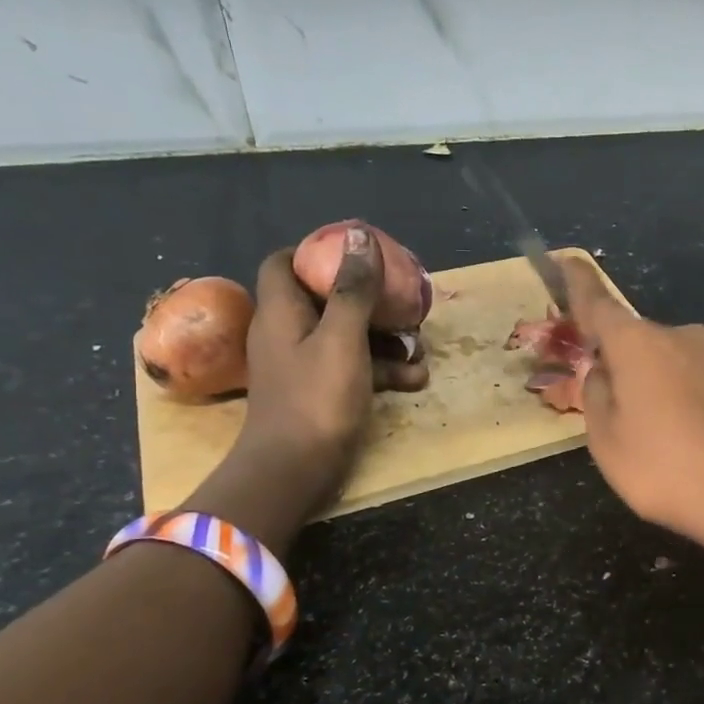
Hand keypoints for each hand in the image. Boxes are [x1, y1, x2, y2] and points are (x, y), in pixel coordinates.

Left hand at [186, 227, 426, 548]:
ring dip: (385, 339)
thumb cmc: (316, 397)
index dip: (315, 252)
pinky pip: (354, 369)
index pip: (283, 262)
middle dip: (368, 299)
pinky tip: (416, 379)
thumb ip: (352, 288)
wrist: (295, 470)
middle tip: (402, 300)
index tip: (355, 253)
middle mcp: (287, 332)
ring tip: (422, 347)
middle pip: (324, 298)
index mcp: (281, 311)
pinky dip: (382, 370)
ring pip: (347, 336)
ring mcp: (304, 365)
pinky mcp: (321, 393)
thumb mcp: (341, 337)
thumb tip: (359, 234)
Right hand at [563, 257, 703, 567]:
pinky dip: (703, 408)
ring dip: (669, 391)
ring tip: (673, 444)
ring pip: (682, 367)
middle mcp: (685, 339)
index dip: (579, 284)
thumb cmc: (669, 471)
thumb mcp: (608, 445)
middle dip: (629, 368)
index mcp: (640, 346)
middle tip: (626, 418)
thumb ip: (597, 399)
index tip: (567, 260)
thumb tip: (604, 372)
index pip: (599, 305)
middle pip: (643, 344)